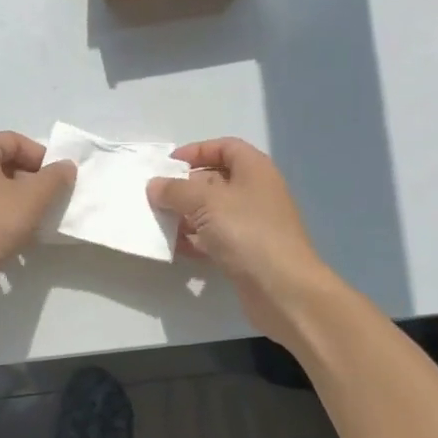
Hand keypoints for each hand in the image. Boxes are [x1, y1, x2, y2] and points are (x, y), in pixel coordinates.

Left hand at [0, 132, 75, 301]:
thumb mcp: (31, 198)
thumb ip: (54, 179)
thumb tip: (66, 165)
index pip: (16, 141)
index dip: (43, 159)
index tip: (60, 183)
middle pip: (4, 164)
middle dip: (31, 183)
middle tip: (50, 204)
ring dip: (17, 203)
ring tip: (36, 224)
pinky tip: (14, 238)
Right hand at [148, 138, 332, 339]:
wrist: (283, 290)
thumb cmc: (247, 232)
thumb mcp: (205, 202)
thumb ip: (175, 190)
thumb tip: (154, 185)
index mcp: (254, 170)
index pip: (225, 147)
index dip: (197, 151)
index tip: (169, 164)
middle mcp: (256, 192)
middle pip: (215, 180)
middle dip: (185, 187)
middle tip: (157, 196)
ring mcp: (253, 224)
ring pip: (213, 211)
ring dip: (186, 215)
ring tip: (159, 222)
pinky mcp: (247, 252)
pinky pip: (215, 238)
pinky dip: (195, 240)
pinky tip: (175, 247)